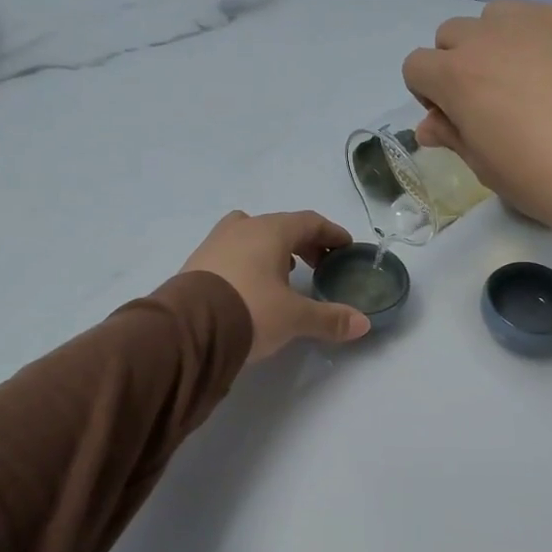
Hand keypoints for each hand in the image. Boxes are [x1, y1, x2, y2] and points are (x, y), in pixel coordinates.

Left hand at [181, 210, 370, 360]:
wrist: (187, 330)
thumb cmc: (250, 310)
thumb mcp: (295, 318)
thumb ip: (329, 319)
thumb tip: (363, 324)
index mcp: (270, 231)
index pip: (309, 222)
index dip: (331, 233)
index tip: (345, 247)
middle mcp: (242, 228)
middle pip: (281, 226)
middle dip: (304, 243)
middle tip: (320, 264)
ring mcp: (215, 243)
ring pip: (252, 236)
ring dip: (274, 251)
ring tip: (286, 274)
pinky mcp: (197, 263)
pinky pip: (232, 253)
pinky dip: (250, 262)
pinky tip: (253, 286)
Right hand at [402, 0, 551, 240]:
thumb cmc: (547, 179)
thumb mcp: (488, 169)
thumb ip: (453, 136)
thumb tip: (430, 125)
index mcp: (458, 75)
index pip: (416, 66)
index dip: (428, 95)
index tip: (455, 119)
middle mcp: (491, 36)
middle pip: (452, 35)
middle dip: (458, 64)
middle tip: (491, 102)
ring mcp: (541, 19)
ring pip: (497, 17)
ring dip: (498, 43)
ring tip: (529, 81)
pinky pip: (545, 18)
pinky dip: (543, 40)